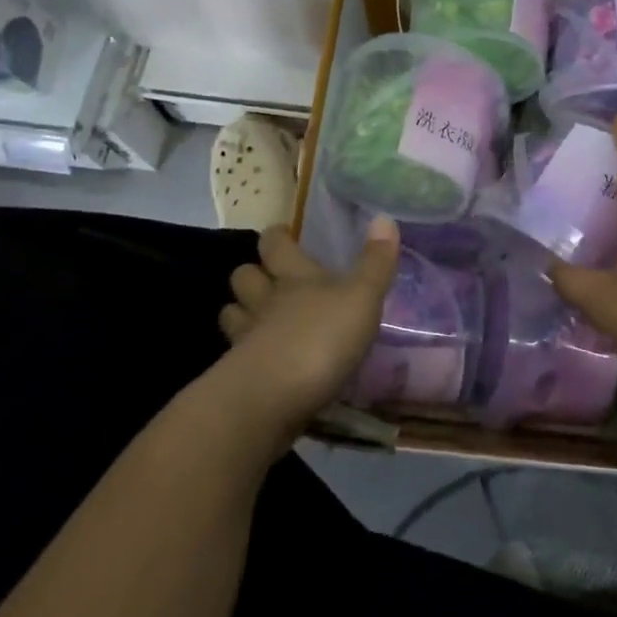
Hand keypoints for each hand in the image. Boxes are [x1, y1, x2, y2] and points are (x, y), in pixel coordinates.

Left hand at [219, 217, 400, 439]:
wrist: (271, 399)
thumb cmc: (321, 339)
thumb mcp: (362, 298)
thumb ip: (375, 263)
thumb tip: (384, 217)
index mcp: (295, 277)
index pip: (276, 244)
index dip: (277, 237)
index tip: (282, 234)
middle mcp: (265, 301)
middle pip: (245, 276)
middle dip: (252, 273)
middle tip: (268, 277)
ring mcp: (246, 339)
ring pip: (232, 313)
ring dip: (240, 311)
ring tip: (257, 318)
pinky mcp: (238, 377)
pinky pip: (235, 355)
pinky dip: (244, 353)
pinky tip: (260, 362)